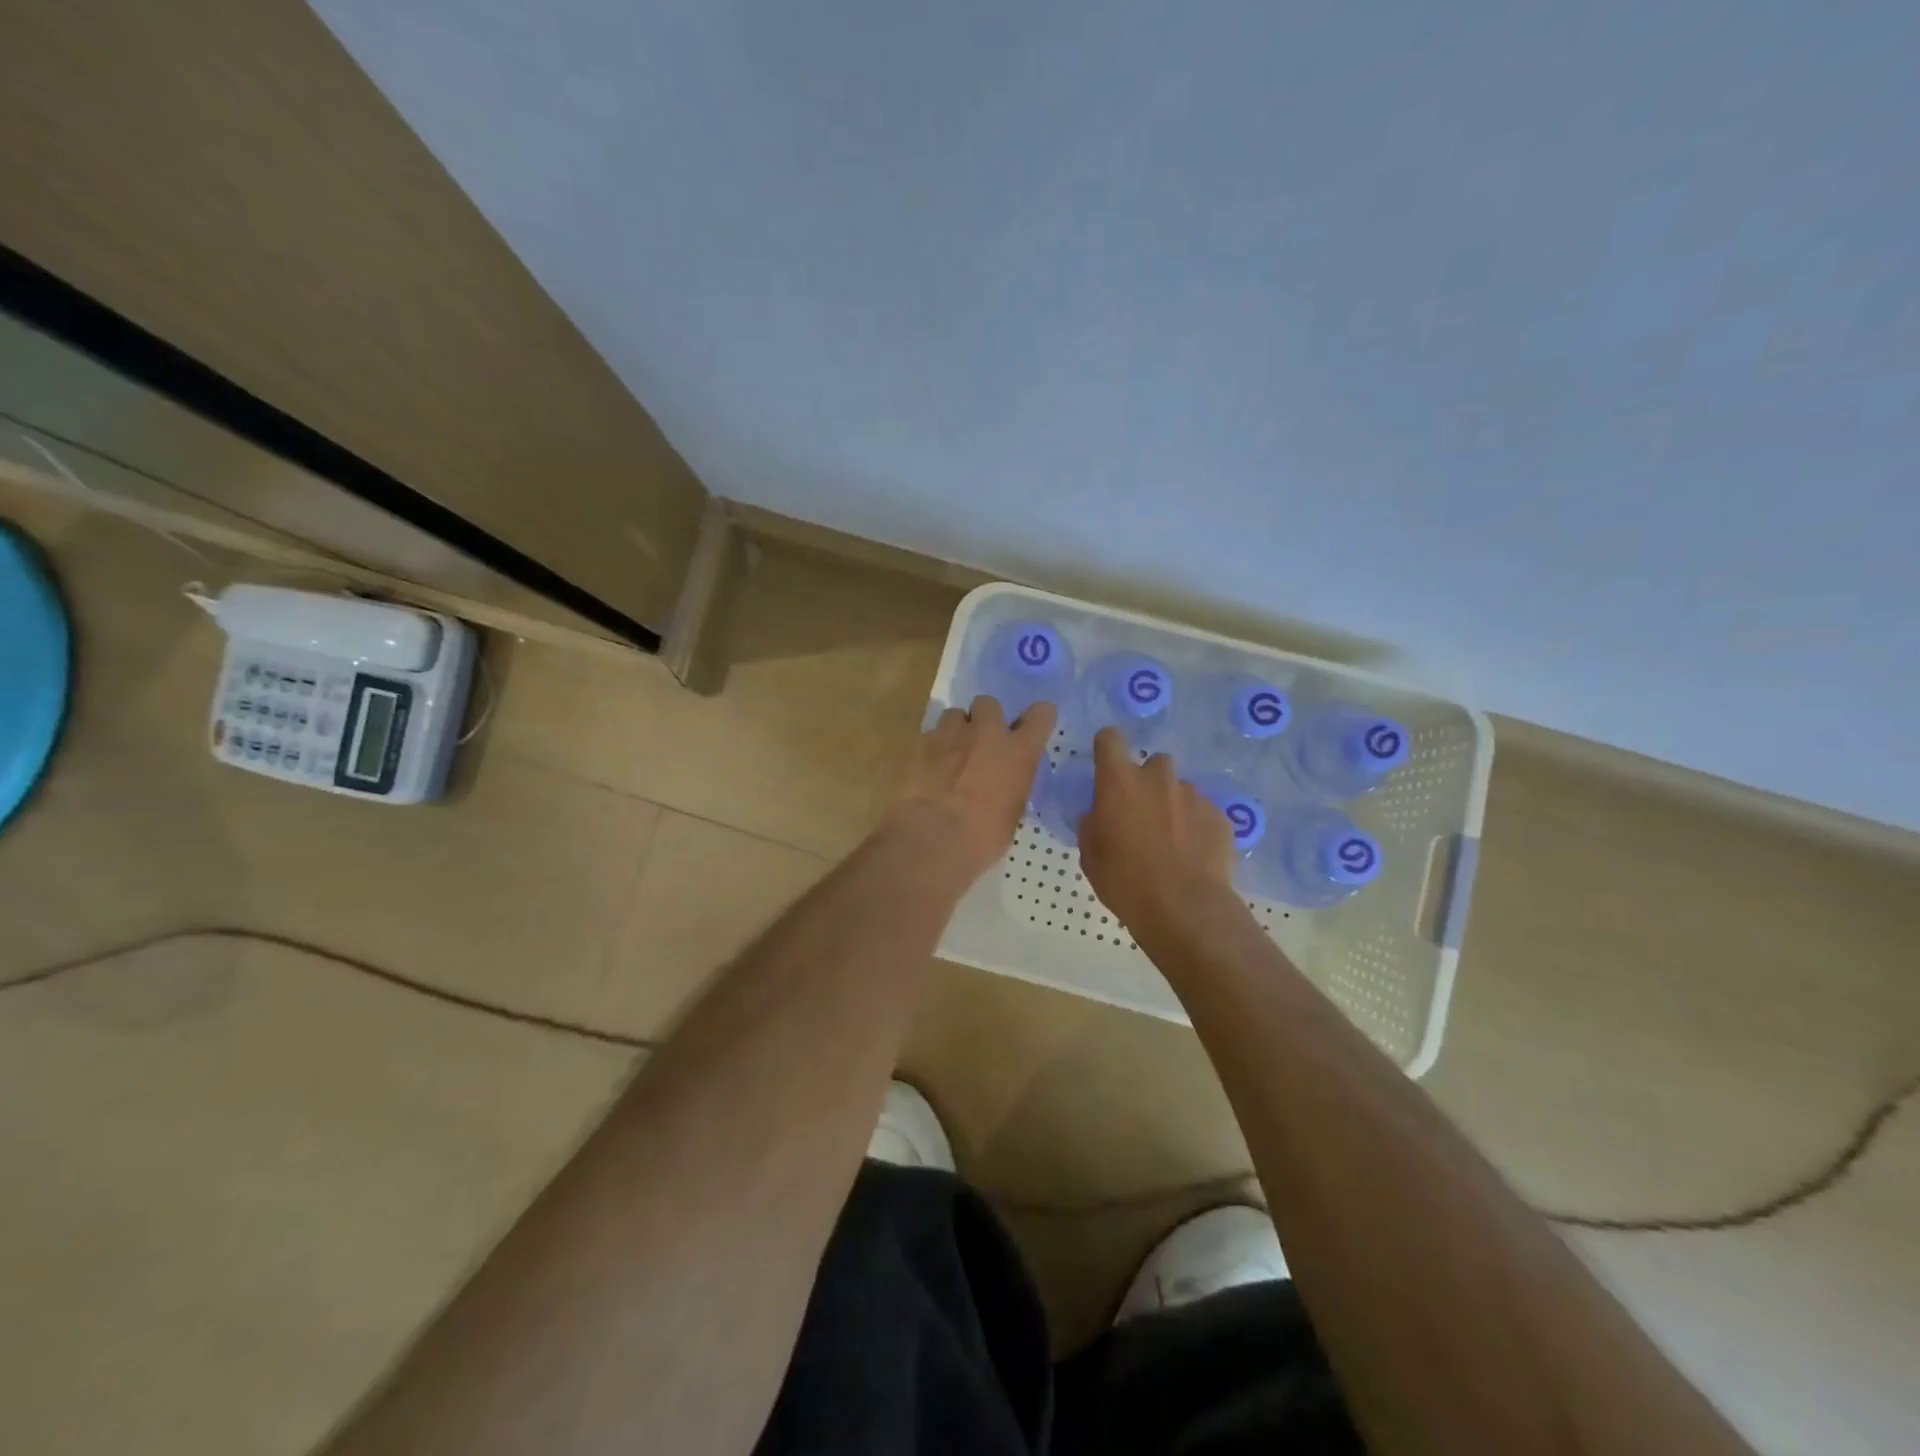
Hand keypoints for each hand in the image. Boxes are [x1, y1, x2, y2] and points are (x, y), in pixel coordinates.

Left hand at [889, 696, 1055, 884]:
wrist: (933, 836)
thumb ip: (1011, 787)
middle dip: (985, 718)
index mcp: (1018, 752)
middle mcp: (987, 732)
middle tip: (980, 742)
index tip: (1031, 727)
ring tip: (950, 754)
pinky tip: (928, 769)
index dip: (1037, 718)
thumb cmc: (983, 836)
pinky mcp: (920, 742)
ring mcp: (951, 733)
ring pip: (955, 714)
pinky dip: (932, 748)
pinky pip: (930, 735)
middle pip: (989, 703)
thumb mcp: (1011, 813)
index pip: (1041, 715)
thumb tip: (1004, 787)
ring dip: (956, 730)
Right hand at [1077, 728, 1238, 942]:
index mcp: (1119, 782)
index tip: (1105, 766)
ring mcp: (1193, 795)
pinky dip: (1196, 826)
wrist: (1184, 908)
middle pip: (1153, 763)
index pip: (1110, 739)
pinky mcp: (1219, 816)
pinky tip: (1193, 854)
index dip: (1106, 748)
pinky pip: (1203, 812)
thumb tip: (1098, 813)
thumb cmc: (1125, 881)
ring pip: (1180, 789)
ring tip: (1172, 839)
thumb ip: (1092, 824)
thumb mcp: (1090, 855)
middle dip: (1147, 781)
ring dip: (1173, 805)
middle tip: (1142, 813)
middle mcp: (1158, 778)